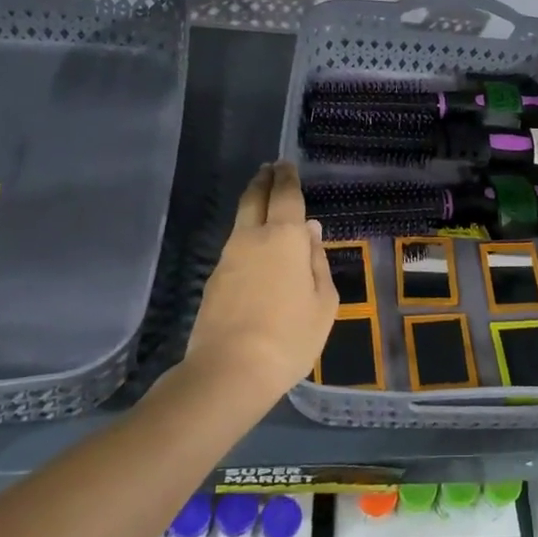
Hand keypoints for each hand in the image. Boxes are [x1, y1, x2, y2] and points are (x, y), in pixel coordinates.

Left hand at [182, 163, 337, 403]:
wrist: (230, 371)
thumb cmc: (290, 336)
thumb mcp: (323, 302)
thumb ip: (318, 262)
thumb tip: (310, 233)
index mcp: (285, 237)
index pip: (285, 195)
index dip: (287, 178)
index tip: (286, 164)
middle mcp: (252, 239)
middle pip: (254, 199)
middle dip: (263, 181)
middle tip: (269, 170)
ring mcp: (228, 259)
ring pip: (241, 222)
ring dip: (252, 206)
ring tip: (262, 203)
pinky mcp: (214, 281)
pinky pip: (235, 247)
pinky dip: (246, 237)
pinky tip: (254, 249)